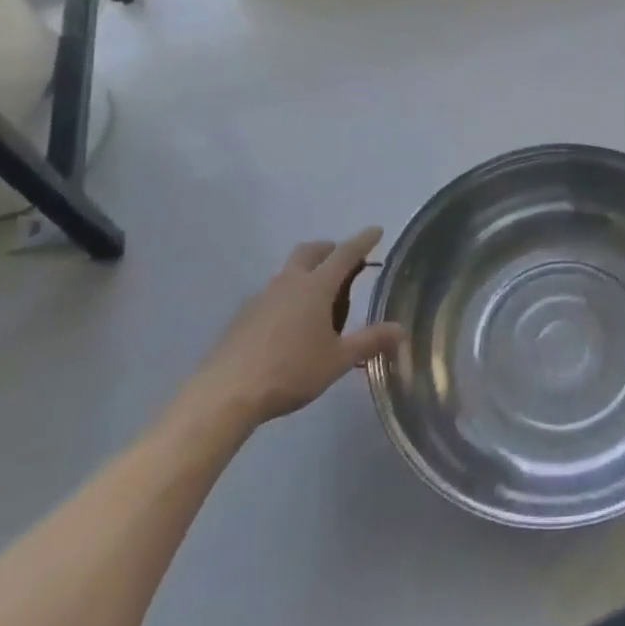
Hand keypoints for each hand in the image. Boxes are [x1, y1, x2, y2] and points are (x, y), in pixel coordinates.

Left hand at [184, 228, 404, 428]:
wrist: (224, 395)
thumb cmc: (290, 371)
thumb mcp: (338, 360)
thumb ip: (370, 341)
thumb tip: (399, 329)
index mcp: (316, 287)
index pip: (345, 253)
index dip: (363, 240)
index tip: (376, 230)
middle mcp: (288, 283)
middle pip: (310, 251)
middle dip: (329, 249)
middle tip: (343, 263)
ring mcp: (261, 297)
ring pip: (287, 272)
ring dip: (305, 273)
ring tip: (316, 302)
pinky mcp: (241, 317)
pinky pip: (270, 295)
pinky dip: (285, 298)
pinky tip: (287, 326)